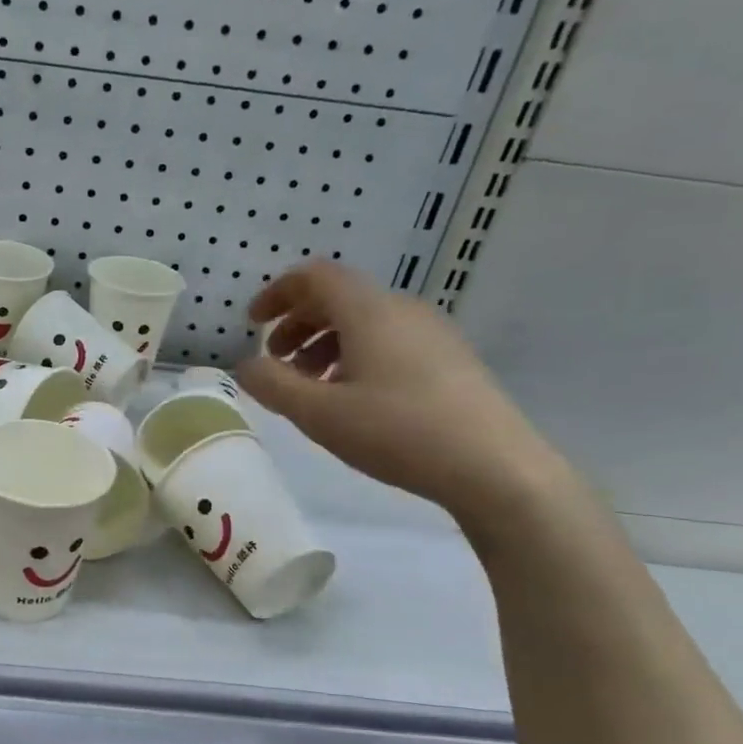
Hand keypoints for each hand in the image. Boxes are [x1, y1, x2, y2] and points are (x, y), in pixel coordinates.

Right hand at [235, 262, 569, 529]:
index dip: (277, 293)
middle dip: (298, 323)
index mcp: (368, 310)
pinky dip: (356, 357)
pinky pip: (389, 341)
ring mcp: (432, 333)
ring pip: (364, 322)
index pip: (315, 276)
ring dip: (325, 344)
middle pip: (339, 297)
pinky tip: (353, 400)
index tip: (252, 324)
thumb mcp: (318, 414)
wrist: (495, 467)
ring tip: (310, 388)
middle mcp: (401, 309)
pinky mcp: (450, 360)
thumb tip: (247, 366)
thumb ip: (273, 385)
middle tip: (275, 362)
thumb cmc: (397, 432)